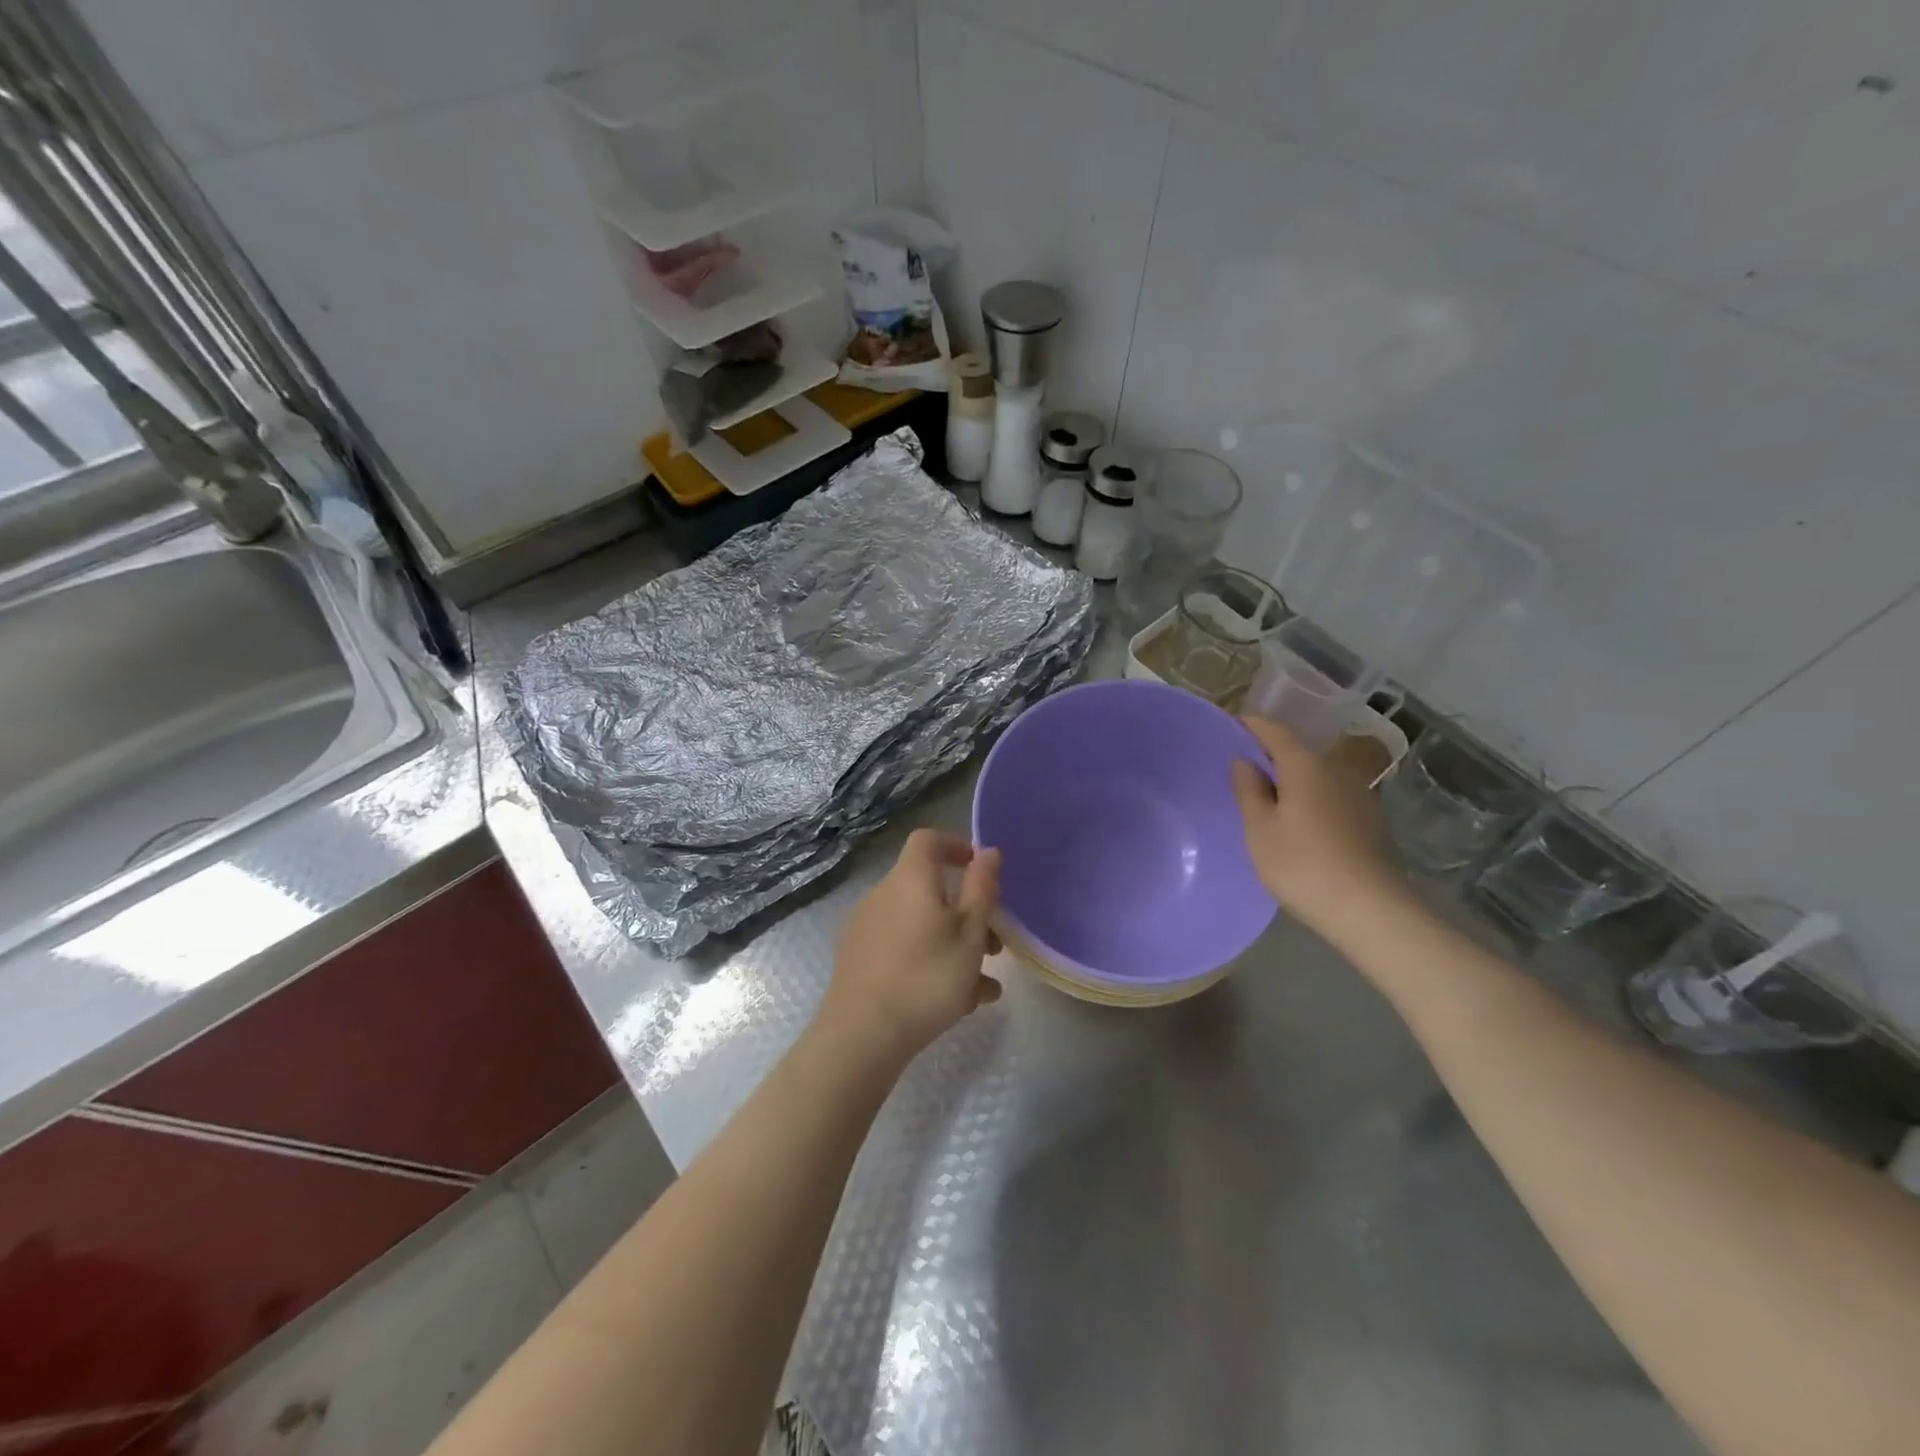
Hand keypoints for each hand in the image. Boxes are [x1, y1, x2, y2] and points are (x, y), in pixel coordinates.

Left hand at [817, 830, 1002, 1072]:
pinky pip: (902, 948)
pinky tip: (954, 1003)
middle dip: (966, 914)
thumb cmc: (927, 977)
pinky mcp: (858, 959)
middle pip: (929, 889)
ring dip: (953, 946)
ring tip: (982, 989)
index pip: (928, 841)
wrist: (862, 1034)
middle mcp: (883, 895)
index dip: (955, 846)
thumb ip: (982, 888)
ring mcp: (866, 928)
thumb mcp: (970, 934)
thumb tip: (988, 852)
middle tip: (993, 948)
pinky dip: (929, 962)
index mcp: (910, 879)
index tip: (980, 871)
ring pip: (920, 925)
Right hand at [1230, 715, 1405, 934]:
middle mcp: (1336, 769)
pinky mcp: (1369, 820)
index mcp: (1306, 765)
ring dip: (1290, 779)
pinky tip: (1296, 823)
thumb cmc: (1302, 865)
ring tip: (1265, 798)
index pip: (1273, 730)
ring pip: (1315, 775)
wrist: (1370, 910)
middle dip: (1269, 754)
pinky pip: (1329, 795)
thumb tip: (1244, 761)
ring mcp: (1358, 794)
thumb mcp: (1259, 830)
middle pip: (1297, 751)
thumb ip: (1248, 790)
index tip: (1229, 728)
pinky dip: (1308, 798)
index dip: (1250, 725)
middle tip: (1240, 769)